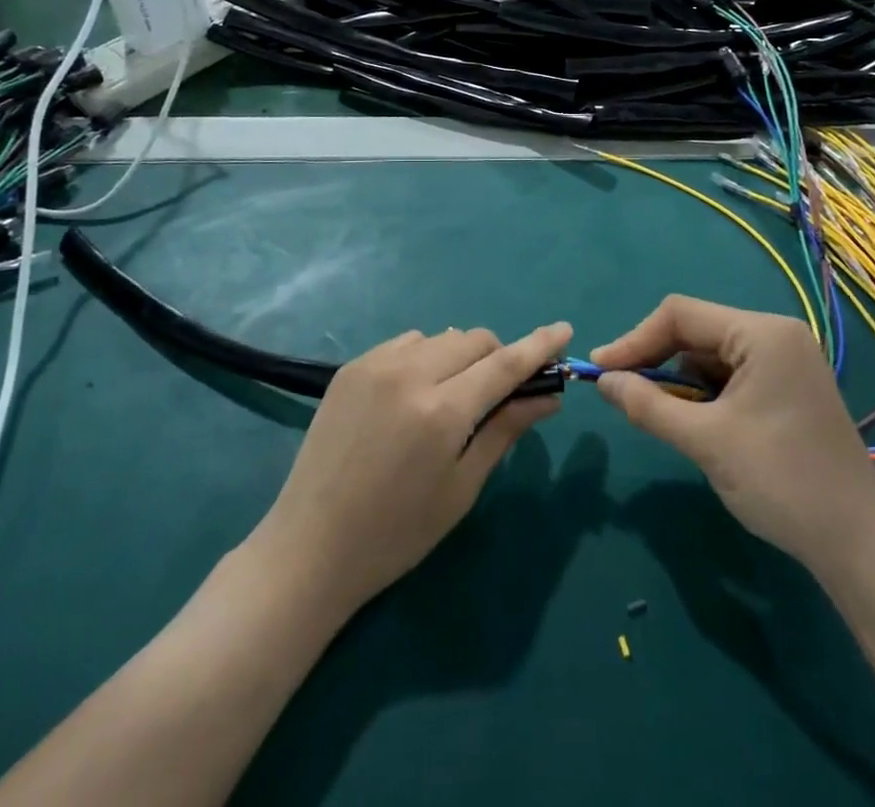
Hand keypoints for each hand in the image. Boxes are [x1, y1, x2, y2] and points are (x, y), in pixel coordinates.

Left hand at [251, 323, 572, 617]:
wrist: (311, 545)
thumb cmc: (397, 532)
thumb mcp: (461, 487)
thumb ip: (506, 431)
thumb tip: (550, 397)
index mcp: (442, 411)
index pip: (505, 364)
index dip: (539, 345)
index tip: (564, 329)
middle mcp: (410, 374)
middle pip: (474, 341)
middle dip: (497, 358)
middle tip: (498, 395)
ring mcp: (376, 364)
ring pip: (441, 337)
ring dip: (460, 356)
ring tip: (450, 398)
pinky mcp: (352, 366)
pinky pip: (407, 343)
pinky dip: (425, 357)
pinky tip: (414, 394)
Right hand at [592, 296, 874, 566]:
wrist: (858, 544)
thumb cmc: (781, 481)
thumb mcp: (706, 441)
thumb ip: (649, 405)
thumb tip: (603, 381)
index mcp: (762, 332)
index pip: (681, 315)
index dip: (635, 339)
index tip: (601, 370)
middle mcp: (776, 335)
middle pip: (697, 331)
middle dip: (656, 360)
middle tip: (620, 392)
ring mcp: (786, 361)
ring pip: (712, 355)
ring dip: (680, 381)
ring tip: (655, 412)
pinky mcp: (788, 387)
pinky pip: (732, 375)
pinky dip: (705, 394)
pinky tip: (693, 421)